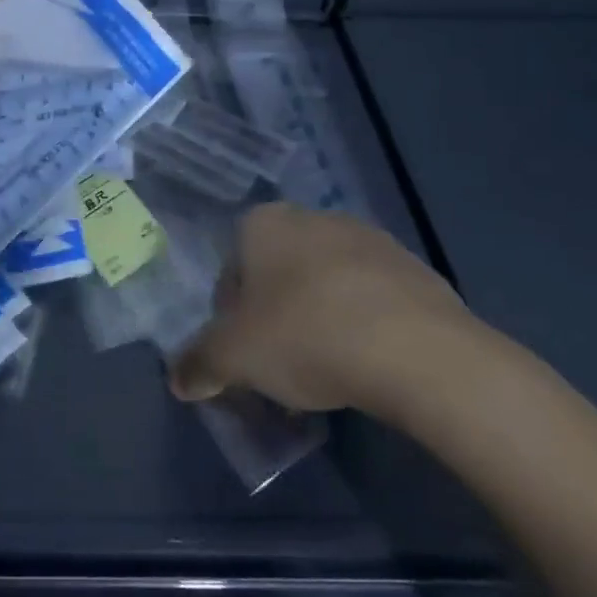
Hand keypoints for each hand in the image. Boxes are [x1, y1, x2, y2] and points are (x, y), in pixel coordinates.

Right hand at [168, 202, 479, 417]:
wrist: (418, 350)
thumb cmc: (307, 336)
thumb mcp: (235, 358)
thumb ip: (199, 364)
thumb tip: (178, 380)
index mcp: (265, 223)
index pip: (231, 269)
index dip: (230, 315)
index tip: (244, 354)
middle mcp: (314, 217)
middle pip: (278, 273)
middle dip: (274, 315)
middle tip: (281, 365)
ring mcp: (369, 238)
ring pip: (325, 283)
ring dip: (319, 318)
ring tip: (328, 371)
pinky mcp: (414, 267)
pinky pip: (371, 297)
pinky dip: (362, 324)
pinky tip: (368, 363)